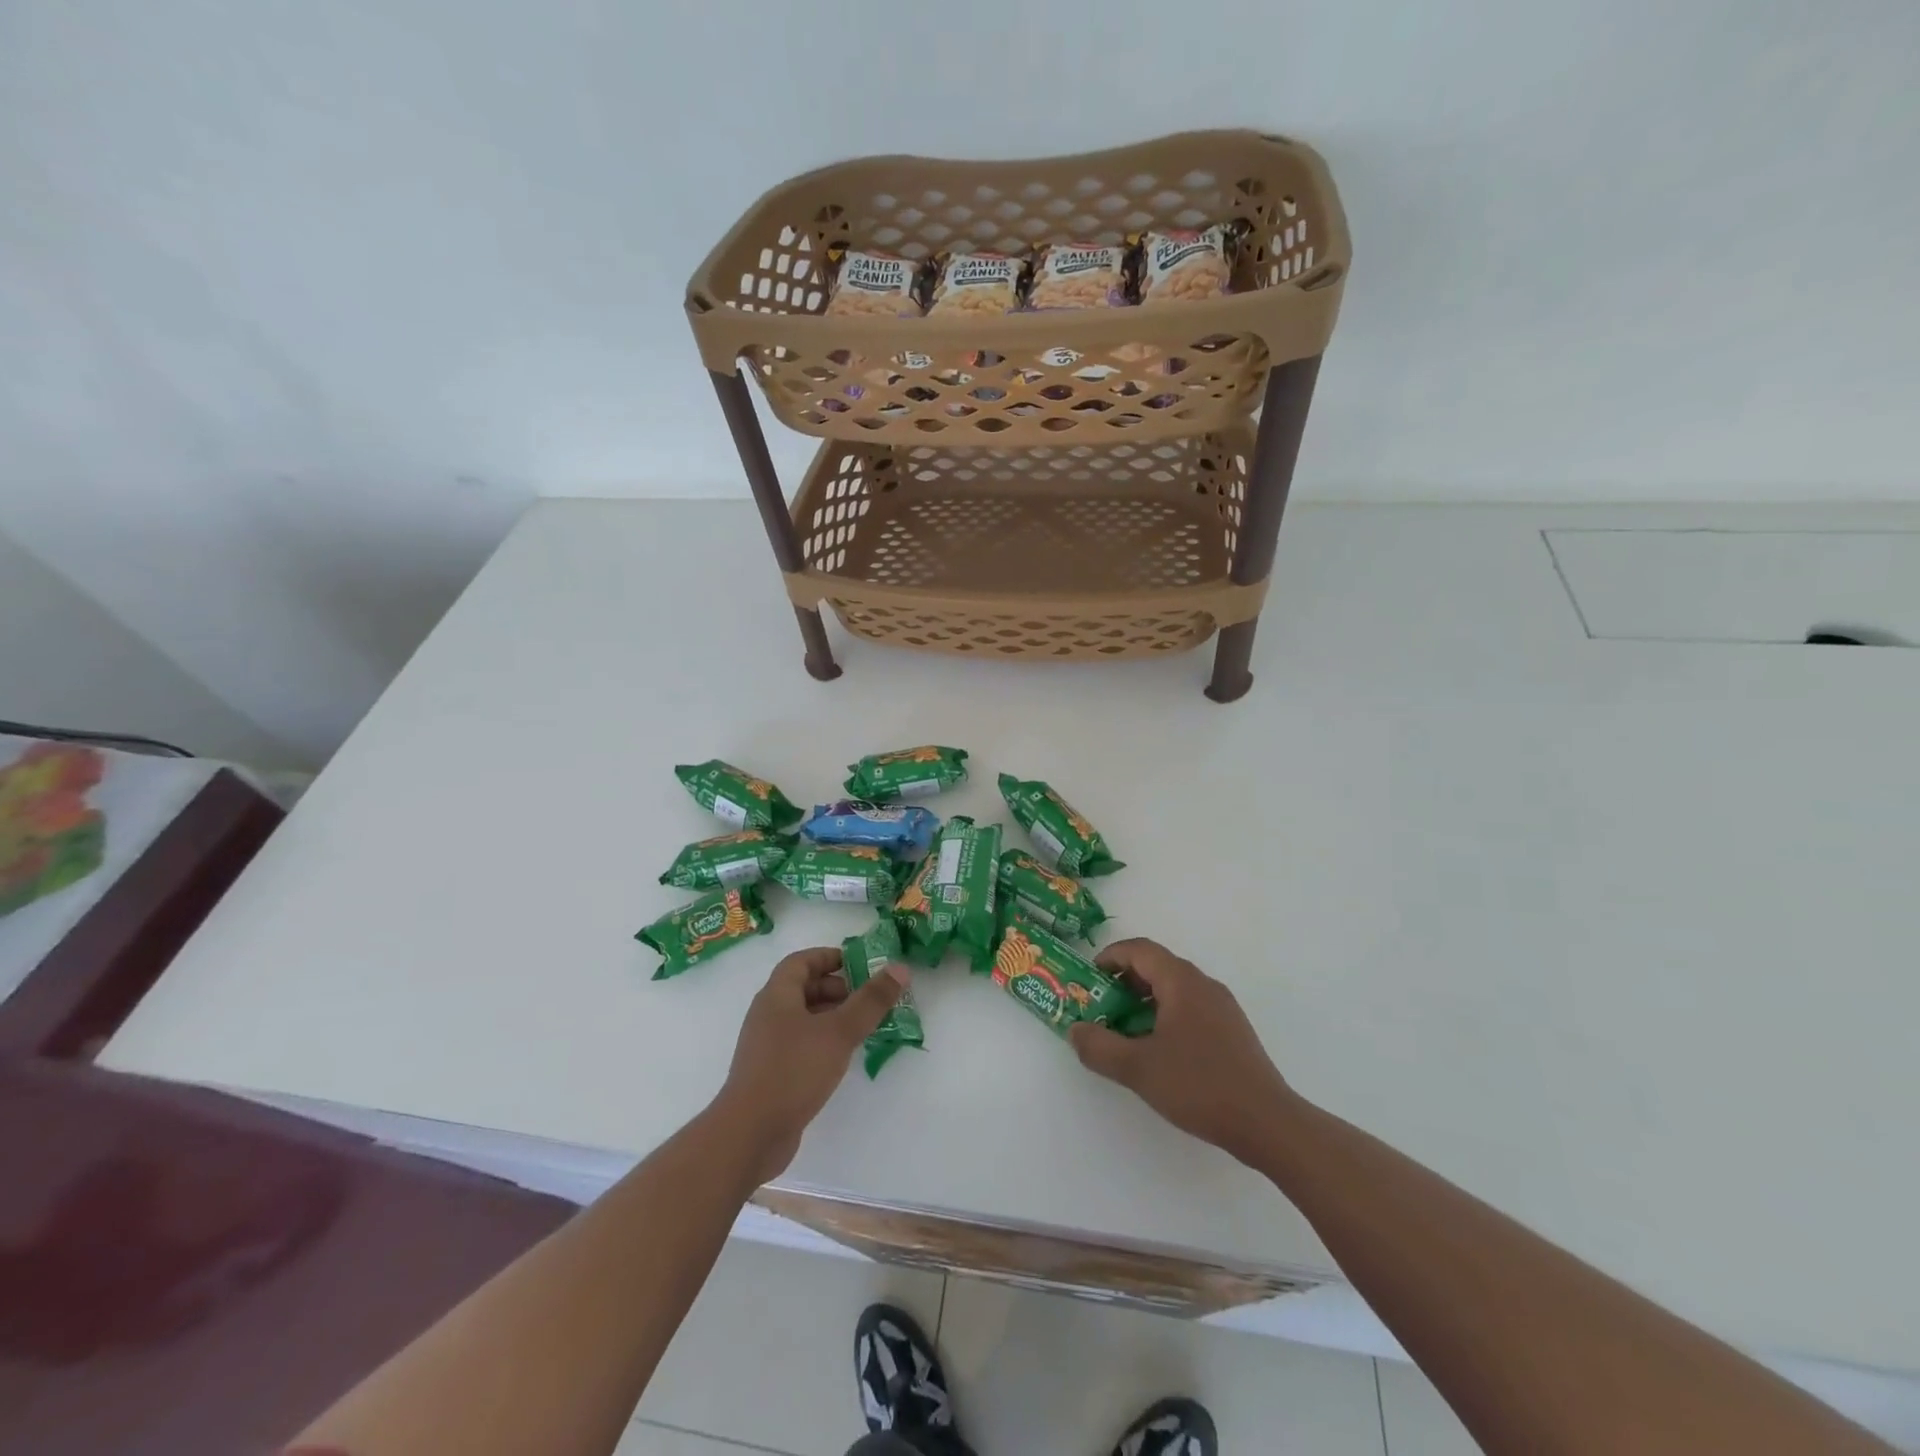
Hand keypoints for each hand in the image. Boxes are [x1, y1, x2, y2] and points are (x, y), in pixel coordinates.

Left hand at [713, 946, 907, 1184]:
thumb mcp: (839, 1032)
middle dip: (838, 988)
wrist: (749, 1135)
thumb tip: (900, 968)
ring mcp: (768, 1046)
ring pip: (804, 1018)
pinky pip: (802, 1044)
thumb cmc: (793, 1071)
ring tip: (864, 1027)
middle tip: (869, 999)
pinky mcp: (772, 1073)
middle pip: (804, 988)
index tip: (860, 964)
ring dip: (834, 1017)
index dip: (830, 957)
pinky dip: (824, 1042)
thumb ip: (871, 1000)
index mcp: (777, 995)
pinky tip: (844, 1057)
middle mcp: (768, 1014)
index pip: (801, 961)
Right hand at [1069, 938, 1294, 1165]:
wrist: (1267, 1123)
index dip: (1110, 957)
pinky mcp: (1232, 1031)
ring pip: (1174, 989)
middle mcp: (1203, 984)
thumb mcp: (1138, 1069)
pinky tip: (1159, 1051)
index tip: (1089, 979)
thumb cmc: (1199, 1085)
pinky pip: (1191, 1008)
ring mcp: (1222, 1007)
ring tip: (1125, 1032)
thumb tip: (1074, 1031)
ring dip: (1144, 1001)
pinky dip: (1166, 1016)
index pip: (1139, 949)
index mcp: (1181, 981)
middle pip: (1157, 966)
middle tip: (1101, 1008)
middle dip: (1124, 982)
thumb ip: (1099, 1047)